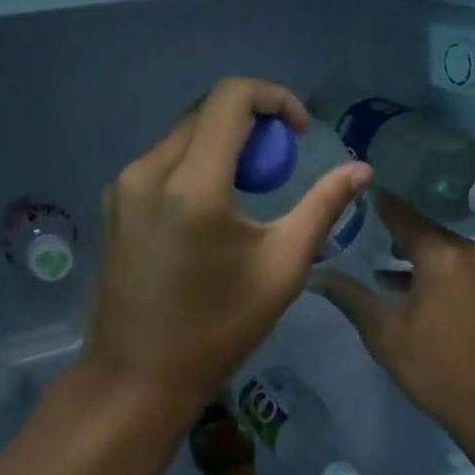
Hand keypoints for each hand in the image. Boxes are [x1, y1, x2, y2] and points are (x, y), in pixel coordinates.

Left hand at [84, 77, 371, 415]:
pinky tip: (212, 210)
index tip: (299, 131)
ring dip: (224, 144)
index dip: (274, 97)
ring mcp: (123, 187)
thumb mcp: (282, 268)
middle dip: (252, 123)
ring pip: (183, 134)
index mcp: (192, 185)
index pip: (231, 97)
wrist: (138, 377)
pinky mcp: (114, 204)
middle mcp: (148, 171)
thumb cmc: (217, 329)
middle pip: (206, 111)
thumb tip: (360, 169)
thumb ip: (322, 208)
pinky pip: (162, 161)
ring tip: (250, 190)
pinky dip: (196, 164)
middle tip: (281, 165)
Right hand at [316, 192, 474, 440]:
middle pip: (425, 233)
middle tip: (358, 230)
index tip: (355, 192)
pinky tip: (409, 288)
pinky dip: (434, 272)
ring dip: (414, 256)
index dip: (378, 204)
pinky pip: (458, 269)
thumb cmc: (437, 368)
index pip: (403, 216)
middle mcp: (471, 254)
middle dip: (394, 233)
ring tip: (377, 263)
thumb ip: (350, 297)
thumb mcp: (385, 333)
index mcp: (444, 255)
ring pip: (443, 252)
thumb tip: (316, 276)